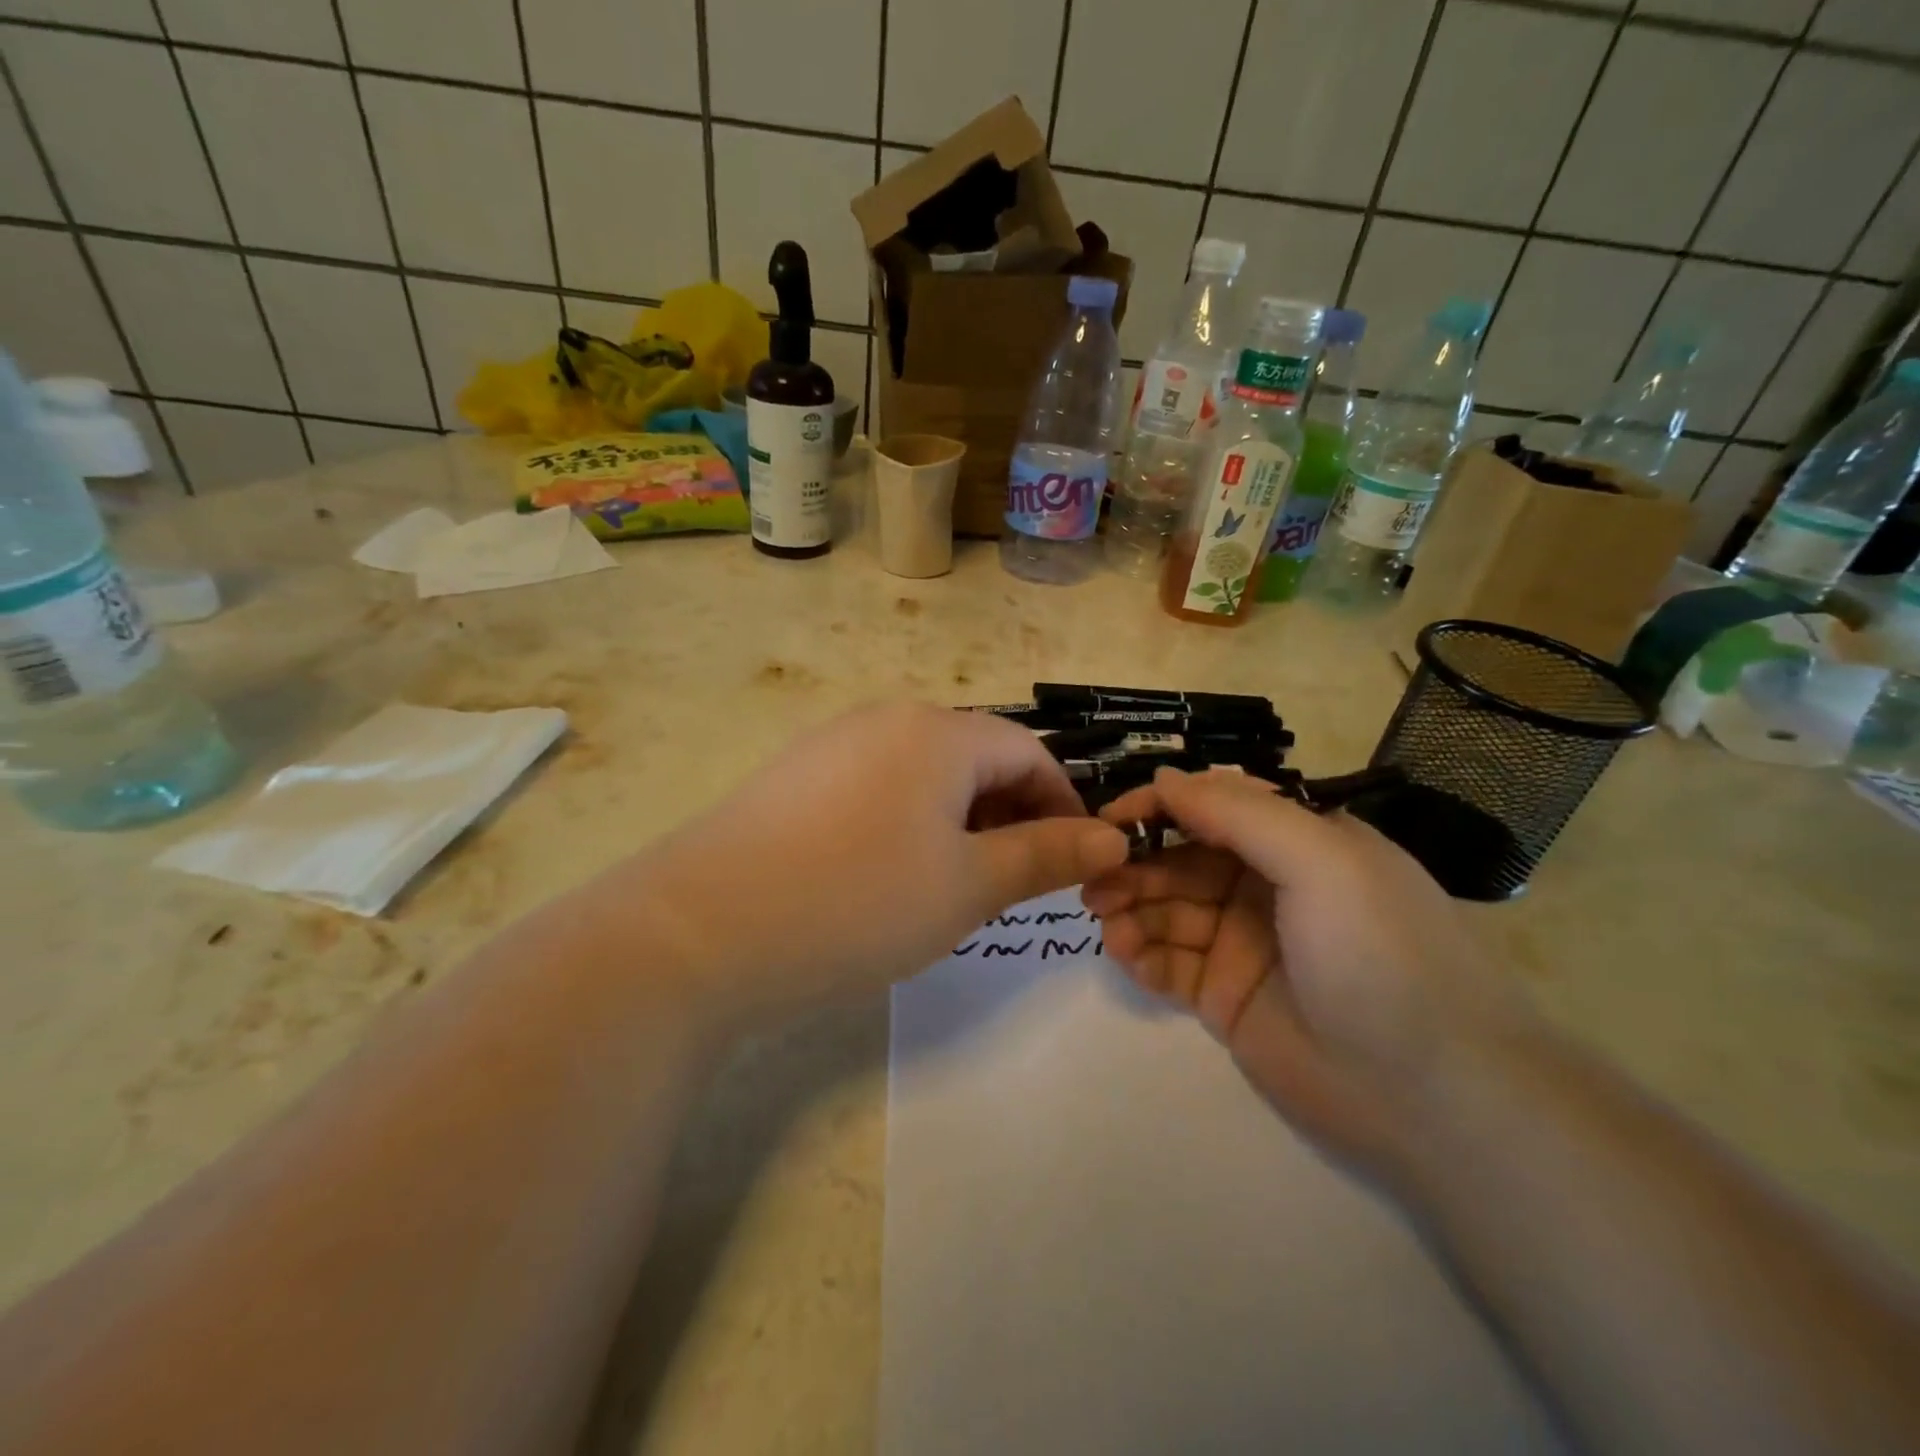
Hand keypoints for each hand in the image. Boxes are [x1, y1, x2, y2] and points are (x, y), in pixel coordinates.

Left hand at [608, 703, 1127, 1026]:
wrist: (699, 931)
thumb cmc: (858, 902)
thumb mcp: (968, 886)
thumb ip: (1046, 856)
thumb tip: (1114, 838)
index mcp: (939, 732)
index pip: (1029, 751)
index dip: (1064, 803)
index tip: (1078, 859)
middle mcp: (886, 720)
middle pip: (976, 757)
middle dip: (1012, 813)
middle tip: (1020, 880)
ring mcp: (832, 744)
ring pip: (925, 774)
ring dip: (961, 820)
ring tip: (958, 882)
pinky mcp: (795, 777)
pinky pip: (877, 787)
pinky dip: (908, 822)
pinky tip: (889, 874)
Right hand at [1082, 768, 1528, 1180]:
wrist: (1433, 1096)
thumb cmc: (1379, 954)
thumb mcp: (1320, 860)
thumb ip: (1239, 813)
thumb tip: (1165, 778)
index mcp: (1296, 842)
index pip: (1212, 807)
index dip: (1158, 808)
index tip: (1108, 821)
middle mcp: (1264, 885)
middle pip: (1179, 858)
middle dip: (1133, 864)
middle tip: (1093, 882)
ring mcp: (1241, 942)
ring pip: (1165, 908)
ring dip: (1128, 907)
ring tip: (1105, 920)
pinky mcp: (1223, 994)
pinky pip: (1166, 960)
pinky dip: (1139, 952)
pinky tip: (1125, 954)